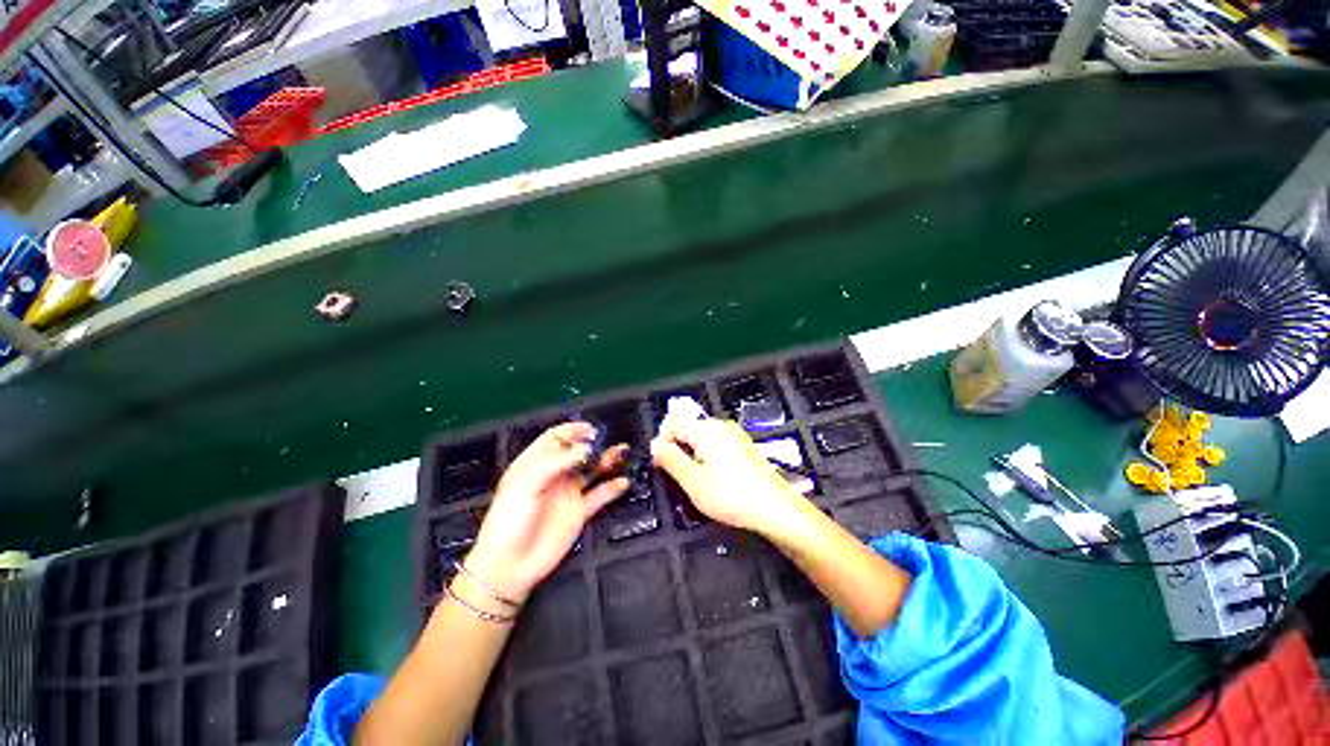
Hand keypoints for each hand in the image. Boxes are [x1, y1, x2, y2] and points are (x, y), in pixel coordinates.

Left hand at [466, 422, 628, 601]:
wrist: (510, 565)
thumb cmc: (509, 520)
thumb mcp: (528, 483)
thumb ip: (558, 462)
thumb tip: (586, 448)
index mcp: (535, 464)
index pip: (556, 438)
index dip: (572, 430)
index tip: (590, 428)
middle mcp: (554, 475)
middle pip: (578, 452)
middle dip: (594, 443)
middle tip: (607, 440)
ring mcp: (568, 493)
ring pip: (592, 470)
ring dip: (607, 460)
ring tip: (622, 453)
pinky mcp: (579, 511)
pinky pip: (600, 495)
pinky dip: (613, 488)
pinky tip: (623, 482)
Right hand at [650, 409, 806, 535]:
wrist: (775, 508)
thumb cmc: (731, 496)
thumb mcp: (693, 482)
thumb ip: (671, 459)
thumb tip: (655, 443)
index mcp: (706, 429)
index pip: (673, 423)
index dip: (663, 441)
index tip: (661, 464)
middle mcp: (720, 424)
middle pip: (688, 425)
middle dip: (677, 445)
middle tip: (678, 474)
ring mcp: (733, 433)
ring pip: (701, 434)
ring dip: (691, 451)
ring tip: (694, 477)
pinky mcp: (742, 444)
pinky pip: (715, 441)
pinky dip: (706, 453)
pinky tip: (713, 475)